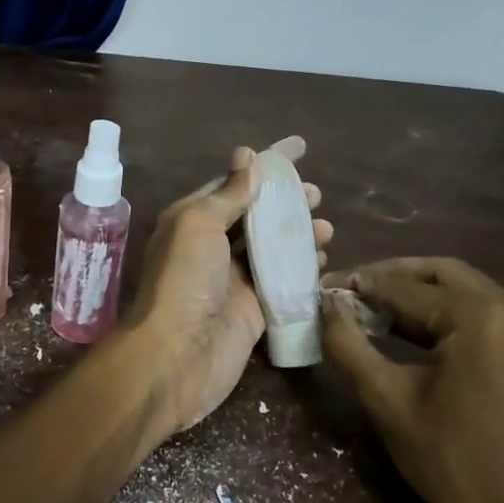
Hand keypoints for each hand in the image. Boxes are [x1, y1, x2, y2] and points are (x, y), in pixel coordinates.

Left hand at [124, 138, 332, 434]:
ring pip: (272, 247)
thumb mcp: (199, 223)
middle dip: (285, 200)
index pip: (234, 182)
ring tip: (326, 225)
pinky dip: (303, 268)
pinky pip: (283, 281)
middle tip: (315, 193)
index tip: (299, 147)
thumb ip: (228, 194)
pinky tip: (322, 258)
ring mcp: (234, 279)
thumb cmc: (184, 279)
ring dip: (298, 233)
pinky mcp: (254, 310)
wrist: (177, 355)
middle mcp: (212, 246)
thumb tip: (248, 157)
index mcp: (193, 219)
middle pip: (256, 215)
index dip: (266, 164)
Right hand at [322, 258, 503, 502]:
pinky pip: (481, 309)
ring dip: (417, 292)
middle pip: (440, 273)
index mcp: (481, 317)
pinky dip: (443, 311)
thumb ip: (349, 344)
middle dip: (391, 277)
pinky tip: (407, 326)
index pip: (407, 286)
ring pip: (462, 287)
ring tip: (370, 305)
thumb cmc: (449, 461)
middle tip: (349, 289)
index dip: (362, 285)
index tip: (325, 286)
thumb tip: (324, 304)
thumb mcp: (386, 399)